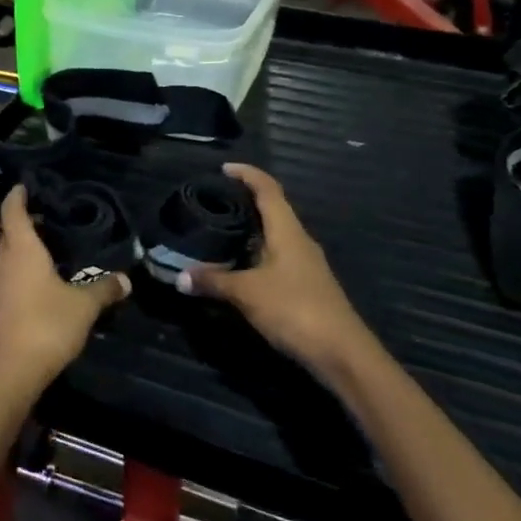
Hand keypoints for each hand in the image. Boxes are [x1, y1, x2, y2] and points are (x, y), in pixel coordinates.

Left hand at [0, 185, 129, 394]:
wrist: (10, 373)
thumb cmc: (46, 326)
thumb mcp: (84, 306)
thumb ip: (104, 289)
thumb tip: (126, 279)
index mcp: (20, 251)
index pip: (12, 212)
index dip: (16, 196)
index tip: (22, 185)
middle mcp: (2, 264)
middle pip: (7, 234)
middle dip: (21, 224)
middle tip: (45, 217)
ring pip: (5, 258)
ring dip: (20, 250)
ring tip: (46, 247)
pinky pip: (8, 279)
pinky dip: (20, 272)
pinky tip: (40, 281)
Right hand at [184, 164, 373, 377]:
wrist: (340, 352)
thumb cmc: (294, 309)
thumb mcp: (246, 293)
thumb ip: (213, 281)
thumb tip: (180, 277)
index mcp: (288, 231)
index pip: (268, 189)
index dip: (248, 174)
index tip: (224, 168)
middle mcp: (298, 241)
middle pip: (272, 210)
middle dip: (244, 202)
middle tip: (212, 202)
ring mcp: (304, 264)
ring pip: (273, 236)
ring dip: (249, 231)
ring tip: (217, 232)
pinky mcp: (304, 286)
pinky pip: (274, 258)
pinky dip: (253, 255)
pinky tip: (236, 267)